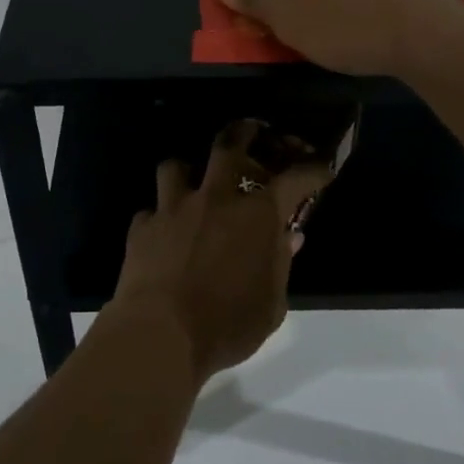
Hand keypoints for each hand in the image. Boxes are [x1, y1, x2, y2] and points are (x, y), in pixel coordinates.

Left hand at [112, 122, 333, 381]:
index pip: (295, 178)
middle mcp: (216, 198)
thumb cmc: (228, 324)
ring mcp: (174, 207)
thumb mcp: (272, 305)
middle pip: (229, 146)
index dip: (312, 168)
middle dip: (244, 132)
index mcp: (257, 215)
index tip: (320, 165)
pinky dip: (159, 217)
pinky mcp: (143, 226)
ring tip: (191, 181)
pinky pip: (150, 210)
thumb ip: (280, 264)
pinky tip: (162, 232)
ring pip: (176, 166)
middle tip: (252, 130)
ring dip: (187, 171)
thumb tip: (288, 237)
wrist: (162, 333)